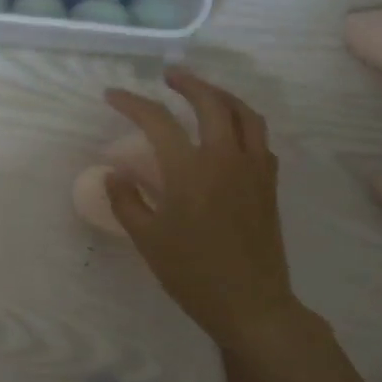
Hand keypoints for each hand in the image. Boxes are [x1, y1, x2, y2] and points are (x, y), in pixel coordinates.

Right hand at [104, 69, 305, 381]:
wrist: (251, 304)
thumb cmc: (192, 273)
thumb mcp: (147, 239)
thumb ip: (127, 200)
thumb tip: (115, 173)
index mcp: (190, 169)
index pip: (157, 121)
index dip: (132, 103)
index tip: (112, 95)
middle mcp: (225, 158)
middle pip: (210, 103)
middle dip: (187, 83)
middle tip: (168, 76)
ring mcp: (253, 169)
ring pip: (245, 114)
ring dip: (222, 95)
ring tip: (204, 92)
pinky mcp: (268, 184)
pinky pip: (260, 139)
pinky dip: (243, 122)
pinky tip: (231, 131)